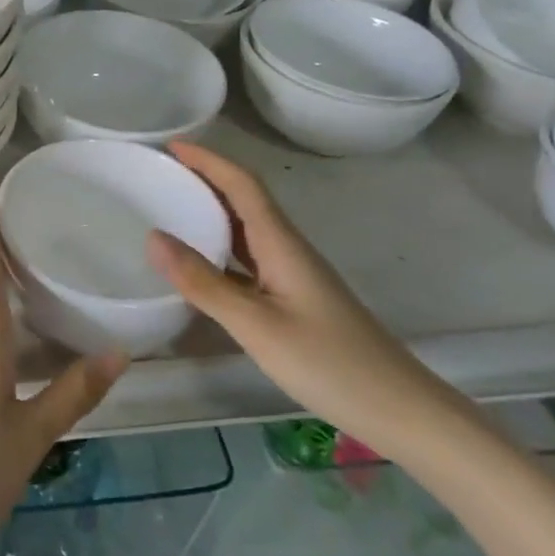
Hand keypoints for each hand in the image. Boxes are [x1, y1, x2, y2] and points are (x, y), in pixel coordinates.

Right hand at [145, 140, 462, 459]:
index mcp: (281, 243)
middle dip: (203, 178)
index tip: (170, 145)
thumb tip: (153, 237)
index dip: (207, 160)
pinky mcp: (293, 298)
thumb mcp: (256, 325)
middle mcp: (287, 248)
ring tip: (169, 207)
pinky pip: (248, 258)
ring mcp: (292, 274)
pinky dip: (219, 248)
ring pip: (246, 229)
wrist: (401, 410)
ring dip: (210, 211)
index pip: (242, 185)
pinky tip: (199, 265)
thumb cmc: (329, 363)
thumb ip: (203, 283)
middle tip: (159, 173)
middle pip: (244, 199)